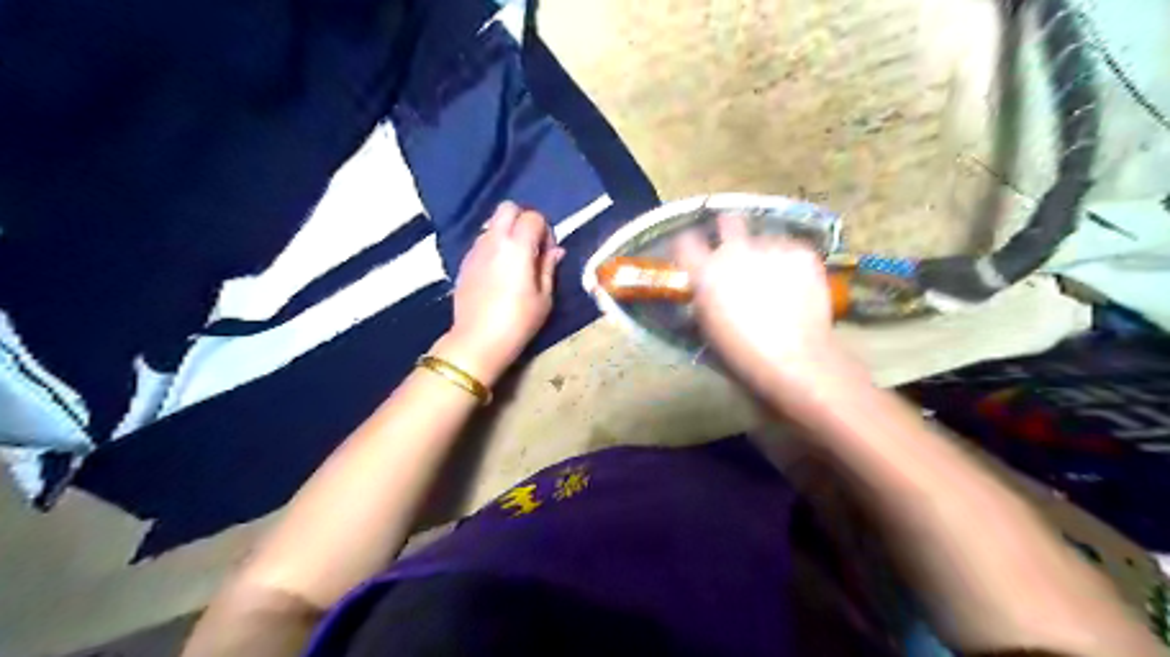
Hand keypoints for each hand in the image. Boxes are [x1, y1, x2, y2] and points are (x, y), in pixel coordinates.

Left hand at [439, 202, 565, 381]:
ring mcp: (475, 250)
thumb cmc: (518, 321)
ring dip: (506, 233)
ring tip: (514, 261)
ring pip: (492, 224)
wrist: (477, 341)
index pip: (533, 216)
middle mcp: (493, 240)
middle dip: (522, 220)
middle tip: (531, 246)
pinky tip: (498, 272)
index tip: (547, 252)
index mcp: (517, 246)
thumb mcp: (544, 298)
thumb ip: (548, 267)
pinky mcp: (464, 262)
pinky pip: (481, 242)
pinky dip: (493, 247)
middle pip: (507, 208)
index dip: (545, 230)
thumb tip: (556, 250)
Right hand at [678, 214, 841, 392]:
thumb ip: (704, 297)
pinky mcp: (801, 252)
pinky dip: (792, 263)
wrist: (794, 358)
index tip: (693, 253)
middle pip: (728, 220)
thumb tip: (706, 286)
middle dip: (729, 230)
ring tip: (776, 277)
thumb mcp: (708, 327)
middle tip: (736, 248)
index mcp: (706, 272)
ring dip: (764, 253)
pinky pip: (792, 250)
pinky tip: (798, 284)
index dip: (688, 245)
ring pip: (765, 238)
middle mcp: (735, 251)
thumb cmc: (742, 354)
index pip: (684, 241)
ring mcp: (771, 248)